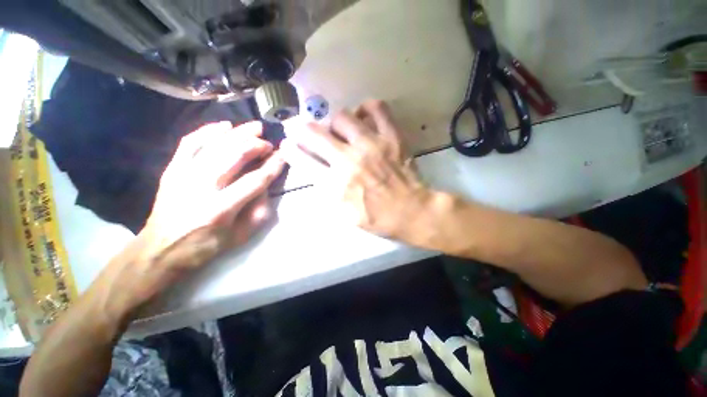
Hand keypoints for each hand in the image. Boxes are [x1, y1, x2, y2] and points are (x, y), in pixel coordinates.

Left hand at [94, 121, 284, 319]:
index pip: (255, 180)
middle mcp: (202, 187)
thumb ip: (260, 211)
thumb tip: (267, 186)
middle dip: (257, 145)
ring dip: (239, 133)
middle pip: (234, 156)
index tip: (284, 155)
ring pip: (215, 144)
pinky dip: (208, 130)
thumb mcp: (241, 236)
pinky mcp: (172, 169)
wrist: (161, 248)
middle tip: (269, 143)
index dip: (273, 166)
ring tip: (255, 127)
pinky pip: (190, 142)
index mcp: (221, 209)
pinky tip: (224, 125)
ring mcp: (183, 175)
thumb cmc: (206, 245)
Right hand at [281, 100, 429, 239]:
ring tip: (339, 130)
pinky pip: (377, 108)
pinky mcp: (392, 137)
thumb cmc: (377, 217)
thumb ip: (326, 192)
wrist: (411, 211)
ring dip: (334, 123)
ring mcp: (372, 145)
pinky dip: (367, 108)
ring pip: (342, 117)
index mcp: (337, 184)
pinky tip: (363, 116)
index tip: (287, 145)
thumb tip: (313, 170)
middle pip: (315, 134)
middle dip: (300, 129)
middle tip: (301, 129)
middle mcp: (350, 160)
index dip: (290, 150)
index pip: (303, 160)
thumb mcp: (344, 214)